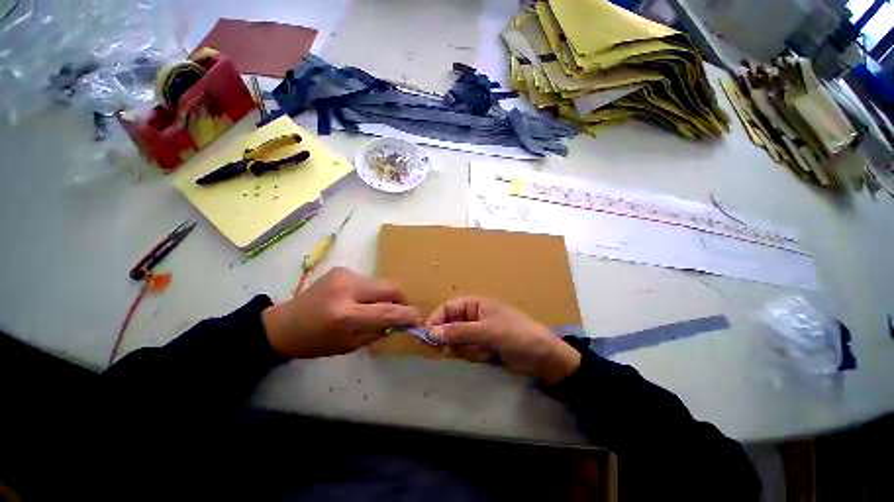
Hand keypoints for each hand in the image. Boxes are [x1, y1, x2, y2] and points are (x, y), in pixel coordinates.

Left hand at [262, 267, 420, 358]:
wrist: (285, 323)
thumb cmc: (316, 342)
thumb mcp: (350, 345)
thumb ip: (379, 331)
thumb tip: (401, 321)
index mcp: (345, 314)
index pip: (387, 311)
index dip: (407, 314)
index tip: (418, 317)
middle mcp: (347, 288)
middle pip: (390, 288)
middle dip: (401, 299)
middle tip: (402, 311)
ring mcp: (345, 274)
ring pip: (381, 283)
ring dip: (386, 296)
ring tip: (378, 307)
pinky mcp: (343, 269)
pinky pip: (369, 281)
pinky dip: (373, 291)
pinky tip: (361, 300)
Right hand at [425, 297, 580, 384]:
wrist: (543, 358)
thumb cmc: (517, 336)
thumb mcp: (488, 331)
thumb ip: (459, 332)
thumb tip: (430, 333)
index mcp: (475, 304)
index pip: (447, 308)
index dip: (436, 320)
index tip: (429, 337)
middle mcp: (473, 316)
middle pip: (449, 326)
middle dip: (454, 339)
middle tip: (461, 348)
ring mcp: (477, 332)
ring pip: (456, 341)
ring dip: (467, 349)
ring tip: (485, 351)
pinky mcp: (481, 347)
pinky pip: (466, 351)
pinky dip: (473, 356)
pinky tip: (488, 357)